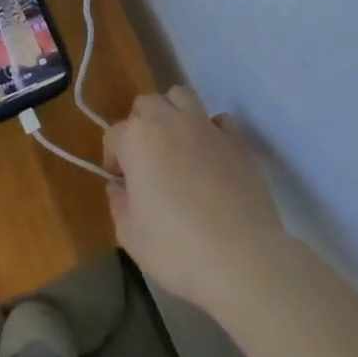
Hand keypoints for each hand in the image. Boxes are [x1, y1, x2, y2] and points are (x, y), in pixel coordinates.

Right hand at [104, 86, 287, 319]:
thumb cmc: (177, 248)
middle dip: (140, 126)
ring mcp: (206, 127)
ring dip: (172, 112)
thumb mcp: (130, 235)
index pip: (114, 135)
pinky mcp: (237, 141)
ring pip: (181, 97)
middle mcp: (169, 121)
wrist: (244, 260)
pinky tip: (211, 156)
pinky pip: (218, 121)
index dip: (113, 160)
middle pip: (146, 105)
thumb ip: (119, 204)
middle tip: (146, 161)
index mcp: (137, 139)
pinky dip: (210, 130)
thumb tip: (121, 188)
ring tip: (176, 145)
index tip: (121, 184)